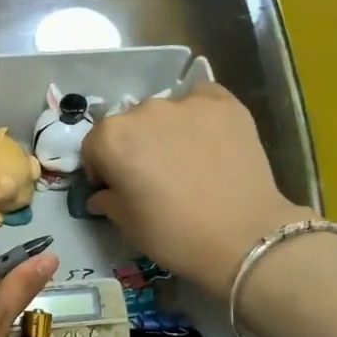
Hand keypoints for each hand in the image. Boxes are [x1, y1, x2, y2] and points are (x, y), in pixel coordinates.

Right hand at [79, 83, 312, 296]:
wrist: (242, 236)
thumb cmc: (171, 233)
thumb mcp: (125, 222)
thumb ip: (107, 199)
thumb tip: (103, 193)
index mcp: (111, 138)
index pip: (94, 145)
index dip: (101, 167)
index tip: (115, 186)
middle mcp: (143, 110)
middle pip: (129, 124)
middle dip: (134, 145)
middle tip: (150, 174)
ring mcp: (186, 104)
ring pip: (164, 112)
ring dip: (165, 130)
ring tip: (184, 159)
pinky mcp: (225, 104)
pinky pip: (201, 101)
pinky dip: (198, 116)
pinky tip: (208, 141)